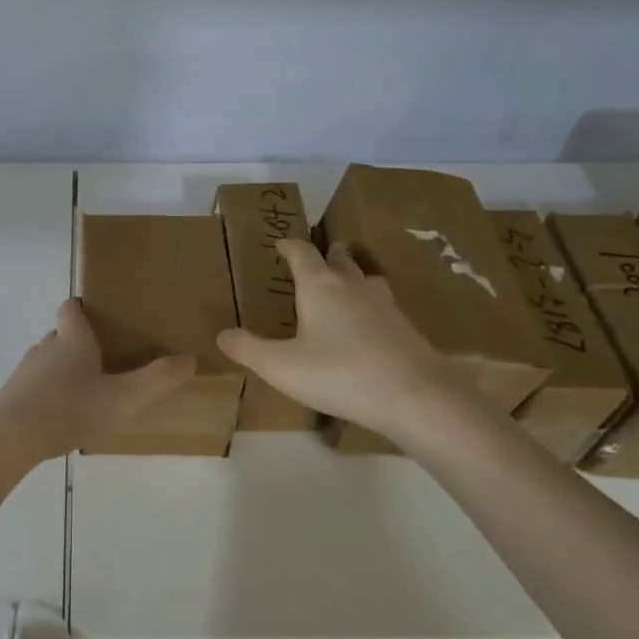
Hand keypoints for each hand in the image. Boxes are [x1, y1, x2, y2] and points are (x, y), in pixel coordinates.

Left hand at [0, 299, 194, 469]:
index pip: (72, 308)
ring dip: (64, 369)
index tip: (100, 316)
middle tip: (105, 359)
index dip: (83, 308)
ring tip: (86, 390)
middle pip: (61, 334)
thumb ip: (157, 380)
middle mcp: (46, 347)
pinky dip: (49, 392)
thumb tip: (189, 359)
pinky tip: (62, 415)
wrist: (9, 439)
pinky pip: (35, 385)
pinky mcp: (12, 395)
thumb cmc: (69, 409)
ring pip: (48, 360)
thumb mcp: (123, 399)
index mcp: (72, 339)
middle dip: (80, 342)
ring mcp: (25, 371)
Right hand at [217, 239, 476, 443]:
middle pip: (341, 261)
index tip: (281, 242)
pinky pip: (383, 307)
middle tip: (324, 252)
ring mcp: (384, 307)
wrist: (416, 396)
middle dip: (330, 255)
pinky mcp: (406, 330)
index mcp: (320, 288)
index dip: (290, 246)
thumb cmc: (340, 374)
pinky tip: (371, 325)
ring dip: (355, 276)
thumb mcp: (282, 367)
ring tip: (349, 281)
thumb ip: (249, 350)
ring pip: (367, 281)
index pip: (303, 254)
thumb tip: (222, 334)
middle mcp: (353, 288)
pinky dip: (371, 306)